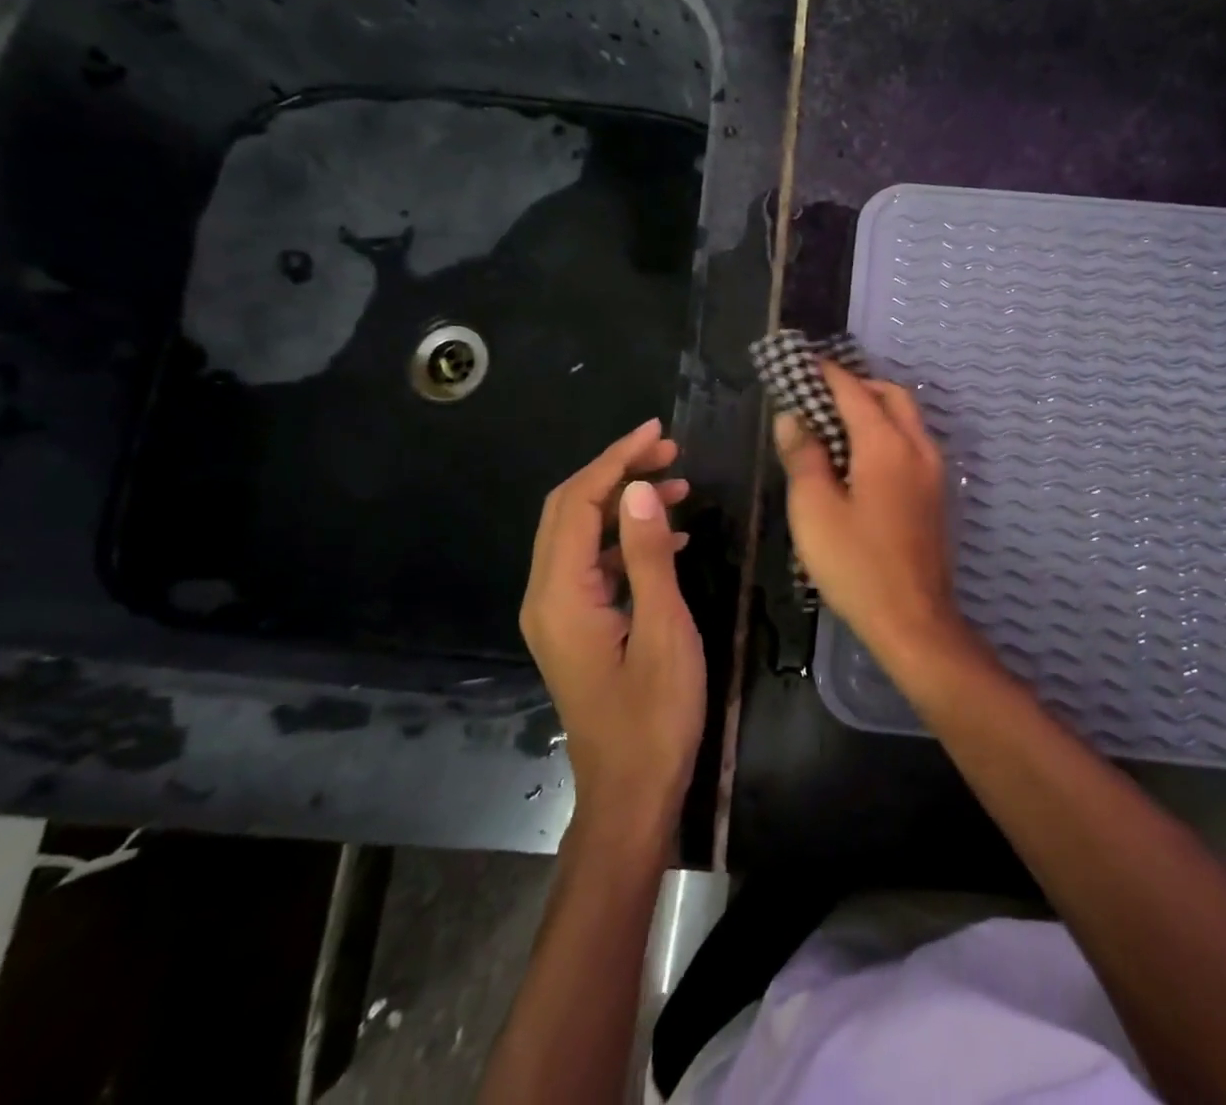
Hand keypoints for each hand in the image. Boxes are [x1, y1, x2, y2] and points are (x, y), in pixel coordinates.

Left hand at [520, 419, 704, 845]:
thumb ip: (648, 557)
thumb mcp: (663, 630)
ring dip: (624, 502)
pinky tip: (671, 537)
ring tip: (679, 486)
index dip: (616, 459)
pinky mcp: (576, 625)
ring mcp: (559, 612)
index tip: (658, 432)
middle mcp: (546, 596)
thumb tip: (638, 489)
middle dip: (617, 472)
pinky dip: (627, 538)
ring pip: (582, 533)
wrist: (631, 793)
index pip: (579, 502)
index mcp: (561, 595)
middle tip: (671, 452)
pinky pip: (594, 562)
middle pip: (571, 510)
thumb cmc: (654, 716)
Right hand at [774, 364, 978, 677]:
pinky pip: (911, 444)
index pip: (853, 391)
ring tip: (834, 424)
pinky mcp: (936, 495)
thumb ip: (803, 456)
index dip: (825, 374)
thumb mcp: (814, 510)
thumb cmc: (856, 565)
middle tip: (818, 394)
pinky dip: (886, 433)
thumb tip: (792, 417)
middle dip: (856, 385)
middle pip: (890, 396)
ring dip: (874, 408)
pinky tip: (858, 459)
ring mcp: (933, 472)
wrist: (913, 621)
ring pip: (906, 419)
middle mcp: (918, 447)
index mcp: (887, 445)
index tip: (800, 363)